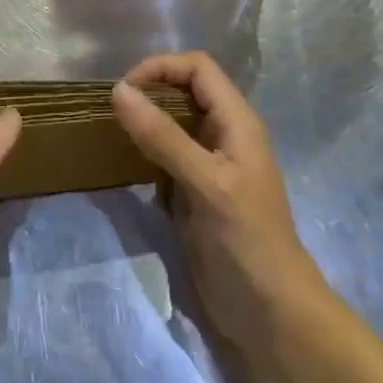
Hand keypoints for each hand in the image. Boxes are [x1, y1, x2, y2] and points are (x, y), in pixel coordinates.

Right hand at [111, 53, 327, 362]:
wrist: (271, 315)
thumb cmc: (247, 240)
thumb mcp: (206, 183)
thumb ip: (163, 136)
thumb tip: (118, 91)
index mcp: (237, 122)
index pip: (198, 68)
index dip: (162, 67)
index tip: (125, 90)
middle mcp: (224, 136)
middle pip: (184, 90)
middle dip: (149, 91)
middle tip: (113, 111)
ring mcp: (209, 165)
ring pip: (173, 123)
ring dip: (144, 121)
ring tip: (111, 132)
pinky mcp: (195, 192)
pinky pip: (165, 156)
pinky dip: (144, 151)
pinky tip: (123, 163)